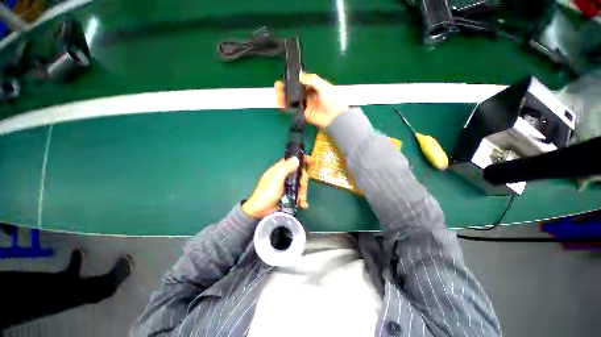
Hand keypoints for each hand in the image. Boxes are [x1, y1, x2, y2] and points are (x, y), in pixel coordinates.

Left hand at [242, 156, 311, 218]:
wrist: (261, 211)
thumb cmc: (267, 192)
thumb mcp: (276, 179)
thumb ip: (286, 168)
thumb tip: (296, 159)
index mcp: (280, 169)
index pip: (292, 161)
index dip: (301, 160)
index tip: (311, 161)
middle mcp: (285, 176)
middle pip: (299, 174)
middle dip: (303, 181)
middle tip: (302, 187)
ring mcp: (288, 187)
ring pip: (301, 185)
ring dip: (303, 192)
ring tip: (301, 200)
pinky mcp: (290, 196)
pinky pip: (299, 195)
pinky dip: (302, 199)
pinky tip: (303, 204)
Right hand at [275, 72, 347, 127]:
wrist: (336, 116)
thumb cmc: (333, 99)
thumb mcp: (324, 86)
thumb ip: (312, 80)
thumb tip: (300, 75)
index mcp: (313, 87)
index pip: (300, 82)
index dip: (292, 80)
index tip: (284, 79)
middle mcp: (308, 95)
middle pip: (295, 91)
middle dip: (286, 89)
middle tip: (278, 86)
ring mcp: (306, 104)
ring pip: (293, 100)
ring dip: (284, 97)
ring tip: (277, 94)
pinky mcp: (304, 113)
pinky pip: (294, 110)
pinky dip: (287, 107)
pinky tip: (281, 104)